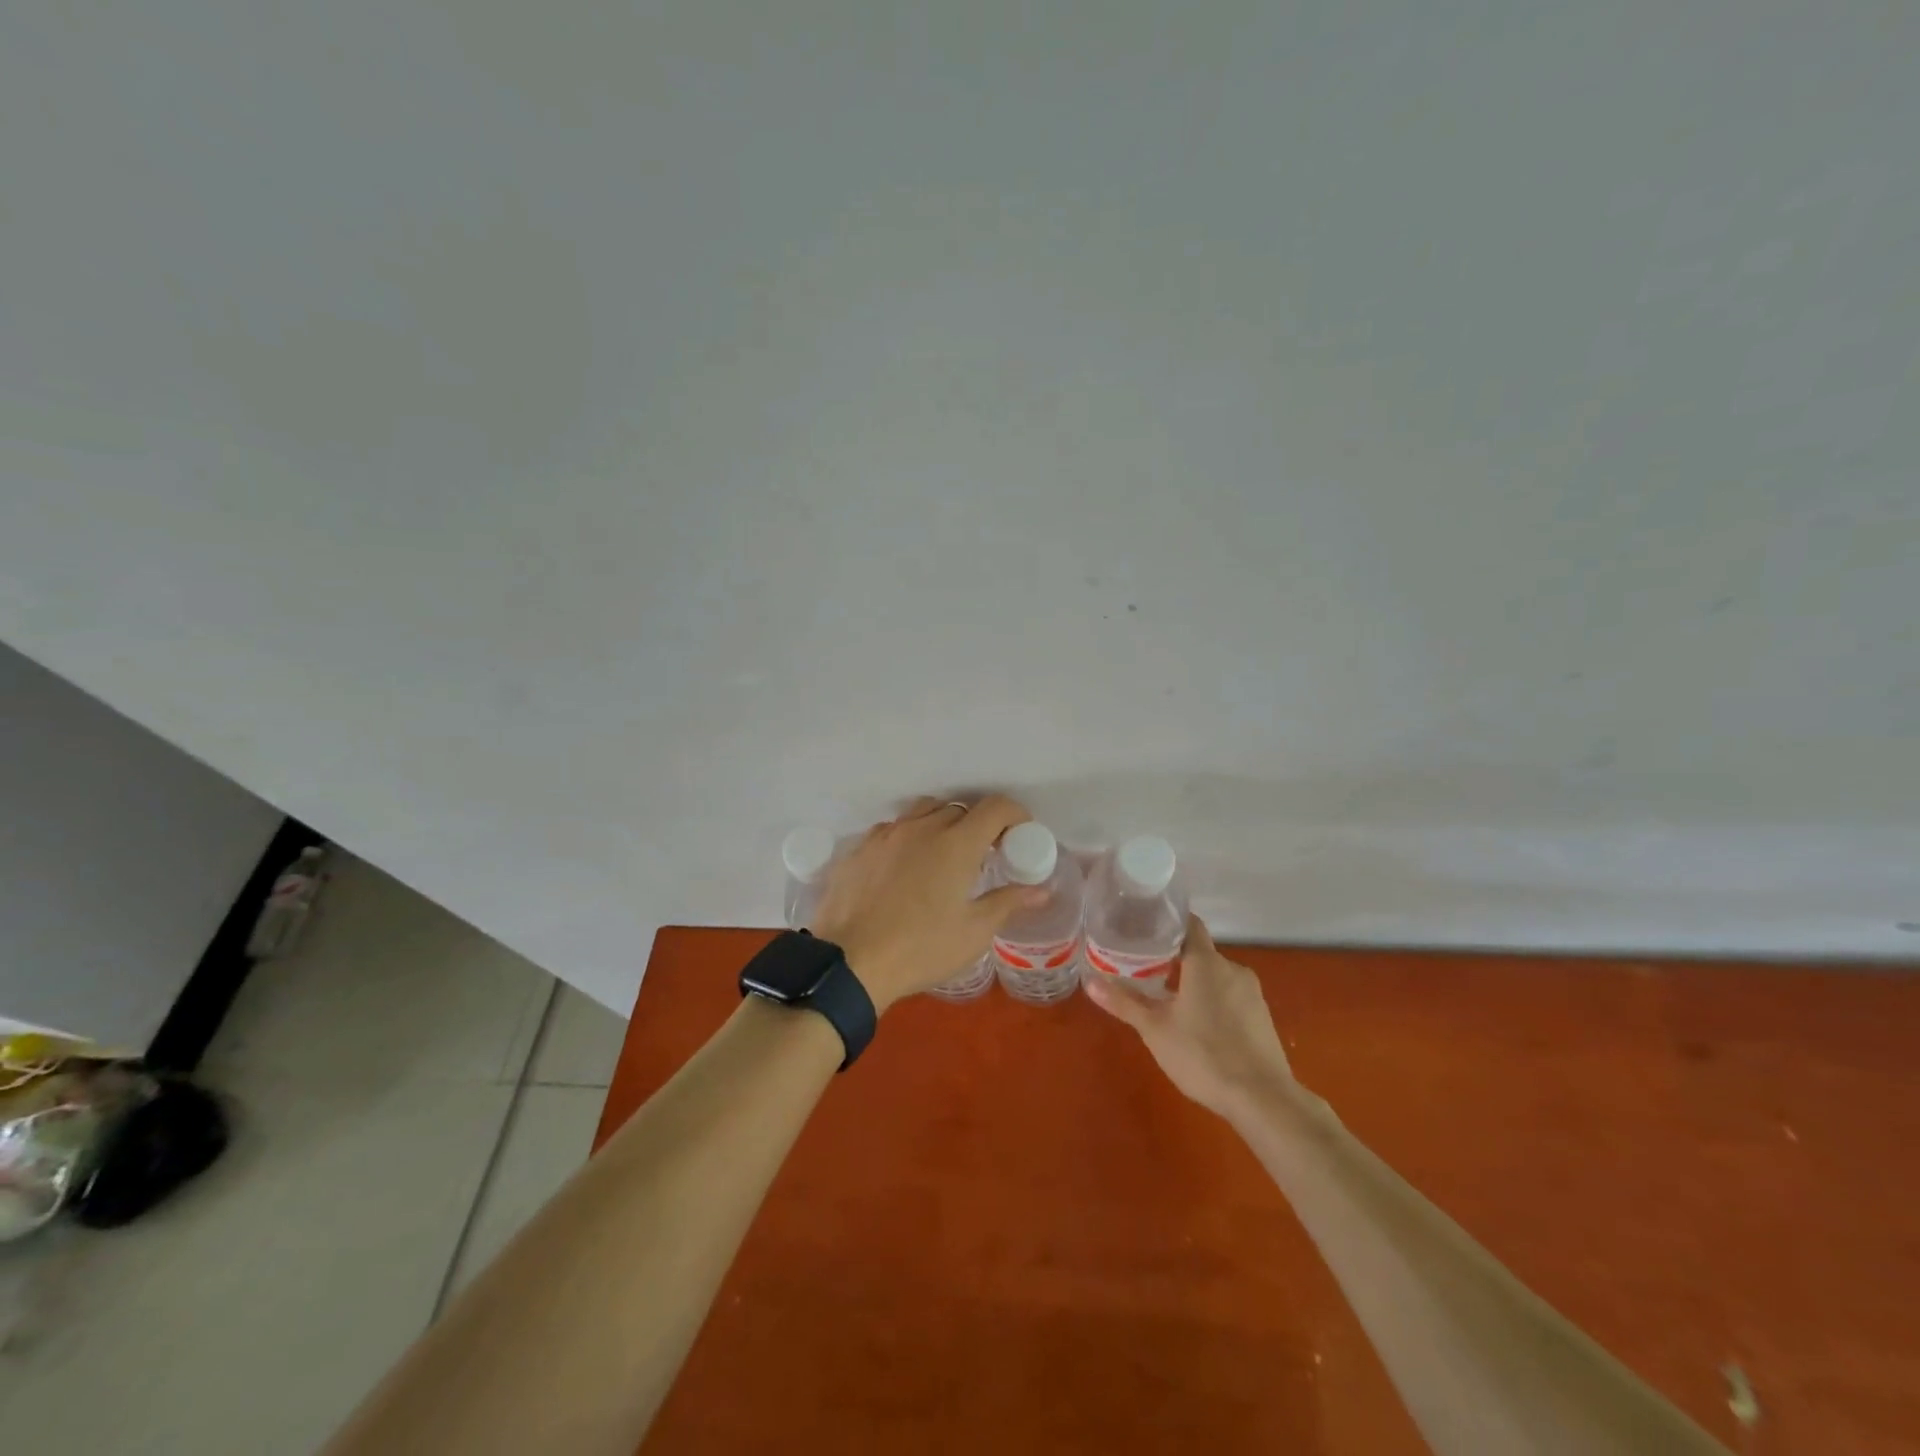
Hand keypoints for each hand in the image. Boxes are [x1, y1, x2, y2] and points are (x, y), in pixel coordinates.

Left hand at [811, 795, 1047, 1012]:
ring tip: (943, 856)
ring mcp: (886, 835)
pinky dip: (908, 837)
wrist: (849, 964)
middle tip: (984, 855)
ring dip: (941, 824)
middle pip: (959, 809)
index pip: (995, 807)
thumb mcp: (973, 932)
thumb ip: (1008, 903)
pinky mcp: (859, 848)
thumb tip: (1041, 890)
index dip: (1015, 815)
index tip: (1020, 836)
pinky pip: (891, 829)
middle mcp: (921, 828)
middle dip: (978, 825)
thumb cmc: (921, 949)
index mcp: (956, 843)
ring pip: (922, 811)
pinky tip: (905, 867)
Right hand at [1084, 915, 1293, 1120]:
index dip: (1167, 922)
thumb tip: (1089, 982)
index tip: (1144, 927)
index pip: (1189, 924)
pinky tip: (1198, 1024)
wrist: (1263, 1099)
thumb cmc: (1203, 1055)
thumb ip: (1124, 1003)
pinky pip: (1231, 996)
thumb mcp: (1155, 1030)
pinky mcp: (1262, 1017)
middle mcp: (1232, 969)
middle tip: (1144, 968)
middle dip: (1174, 958)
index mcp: (1206, 962)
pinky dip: (1213, 1001)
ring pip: (1216, 976)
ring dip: (1194, 982)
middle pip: (1200, 952)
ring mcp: (1252, 993)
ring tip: (1167, 998)